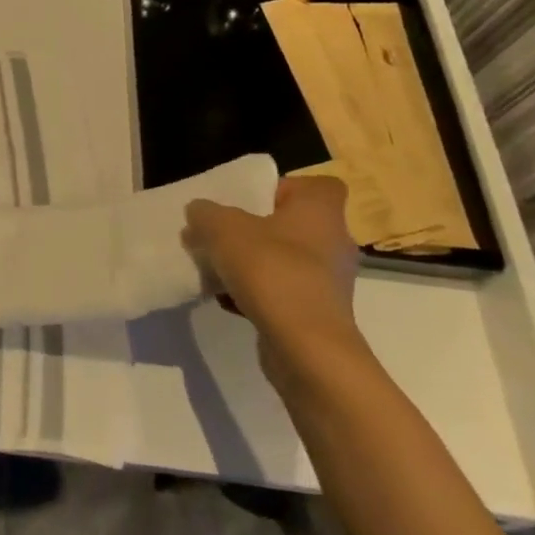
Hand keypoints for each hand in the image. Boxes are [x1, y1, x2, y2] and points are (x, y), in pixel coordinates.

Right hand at [184, 175, 364, 384]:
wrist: (306, 348)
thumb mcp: (222, 229)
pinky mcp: (319, 314)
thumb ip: (206, 213)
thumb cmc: (271, 271)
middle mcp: (333, 242)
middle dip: (257, 229)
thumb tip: (200, 211)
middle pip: (293, 225)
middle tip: (223, 235)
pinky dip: (258, 293)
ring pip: (286, 260)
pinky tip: (227, 301)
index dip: (283, 189)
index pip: (316, 186)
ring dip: (253, 263)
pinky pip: (284, 292)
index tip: (250, 201)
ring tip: (217, 269)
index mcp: (321, 212)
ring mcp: (330, 282)